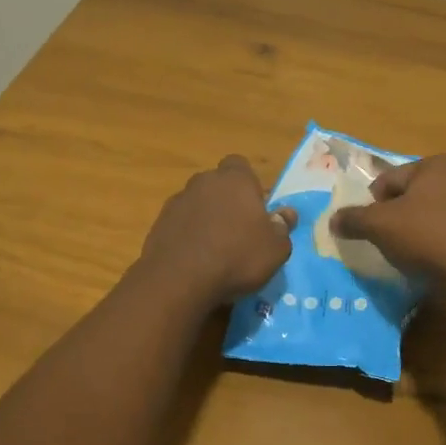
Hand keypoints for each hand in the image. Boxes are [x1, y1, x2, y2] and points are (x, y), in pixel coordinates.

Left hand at [137, 156, 296, 308]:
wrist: (179, 279)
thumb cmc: (237, 257)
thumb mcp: (275, 248)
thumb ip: (282, 227)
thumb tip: (286, 213)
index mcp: (235, 180)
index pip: (240, 165)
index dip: (248, 183)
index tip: (255, 207)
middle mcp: (203, 182)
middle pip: (217, 184)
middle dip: (226, 200)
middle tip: (238, 229)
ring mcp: (177, 201)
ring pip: (197, 203)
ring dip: (206, 218)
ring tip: (215, 248)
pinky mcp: (159, 223)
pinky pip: (180, 223)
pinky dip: (188, 234)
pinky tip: (195, 258)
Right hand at [331, 154, 445, 283]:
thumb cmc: (423, 235)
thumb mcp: (378, 225)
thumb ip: (353, 219)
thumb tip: (333, 220)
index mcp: (438, 163)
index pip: (389, 180)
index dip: (374, 204)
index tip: (372, 228)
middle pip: (415, 194)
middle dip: (401, 214)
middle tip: (391, 240)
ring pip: (438, 212)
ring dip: (424, 227)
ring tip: (413, 251)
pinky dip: (445, 240)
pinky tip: (437, 258)